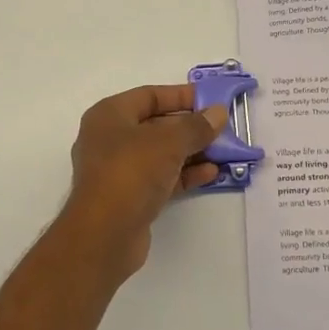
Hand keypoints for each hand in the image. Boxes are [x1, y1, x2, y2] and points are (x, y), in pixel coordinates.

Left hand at [57, 84, 227, 285]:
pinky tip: (211, 174)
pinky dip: (184, 174)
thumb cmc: (131, 172)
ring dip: (191, 152)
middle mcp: (109, 139)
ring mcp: (118, 170)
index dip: (180, 95)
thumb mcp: (168, 142)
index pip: (149, 96)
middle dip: (189, 127)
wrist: (104, 234)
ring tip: (224, 151)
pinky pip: (161, 178)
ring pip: (160, 154)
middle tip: (222, 127)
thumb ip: (196, 126)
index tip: (210, 100)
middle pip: (155, 125)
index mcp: (109, 115)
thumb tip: (218, 113)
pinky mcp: (129, 197)